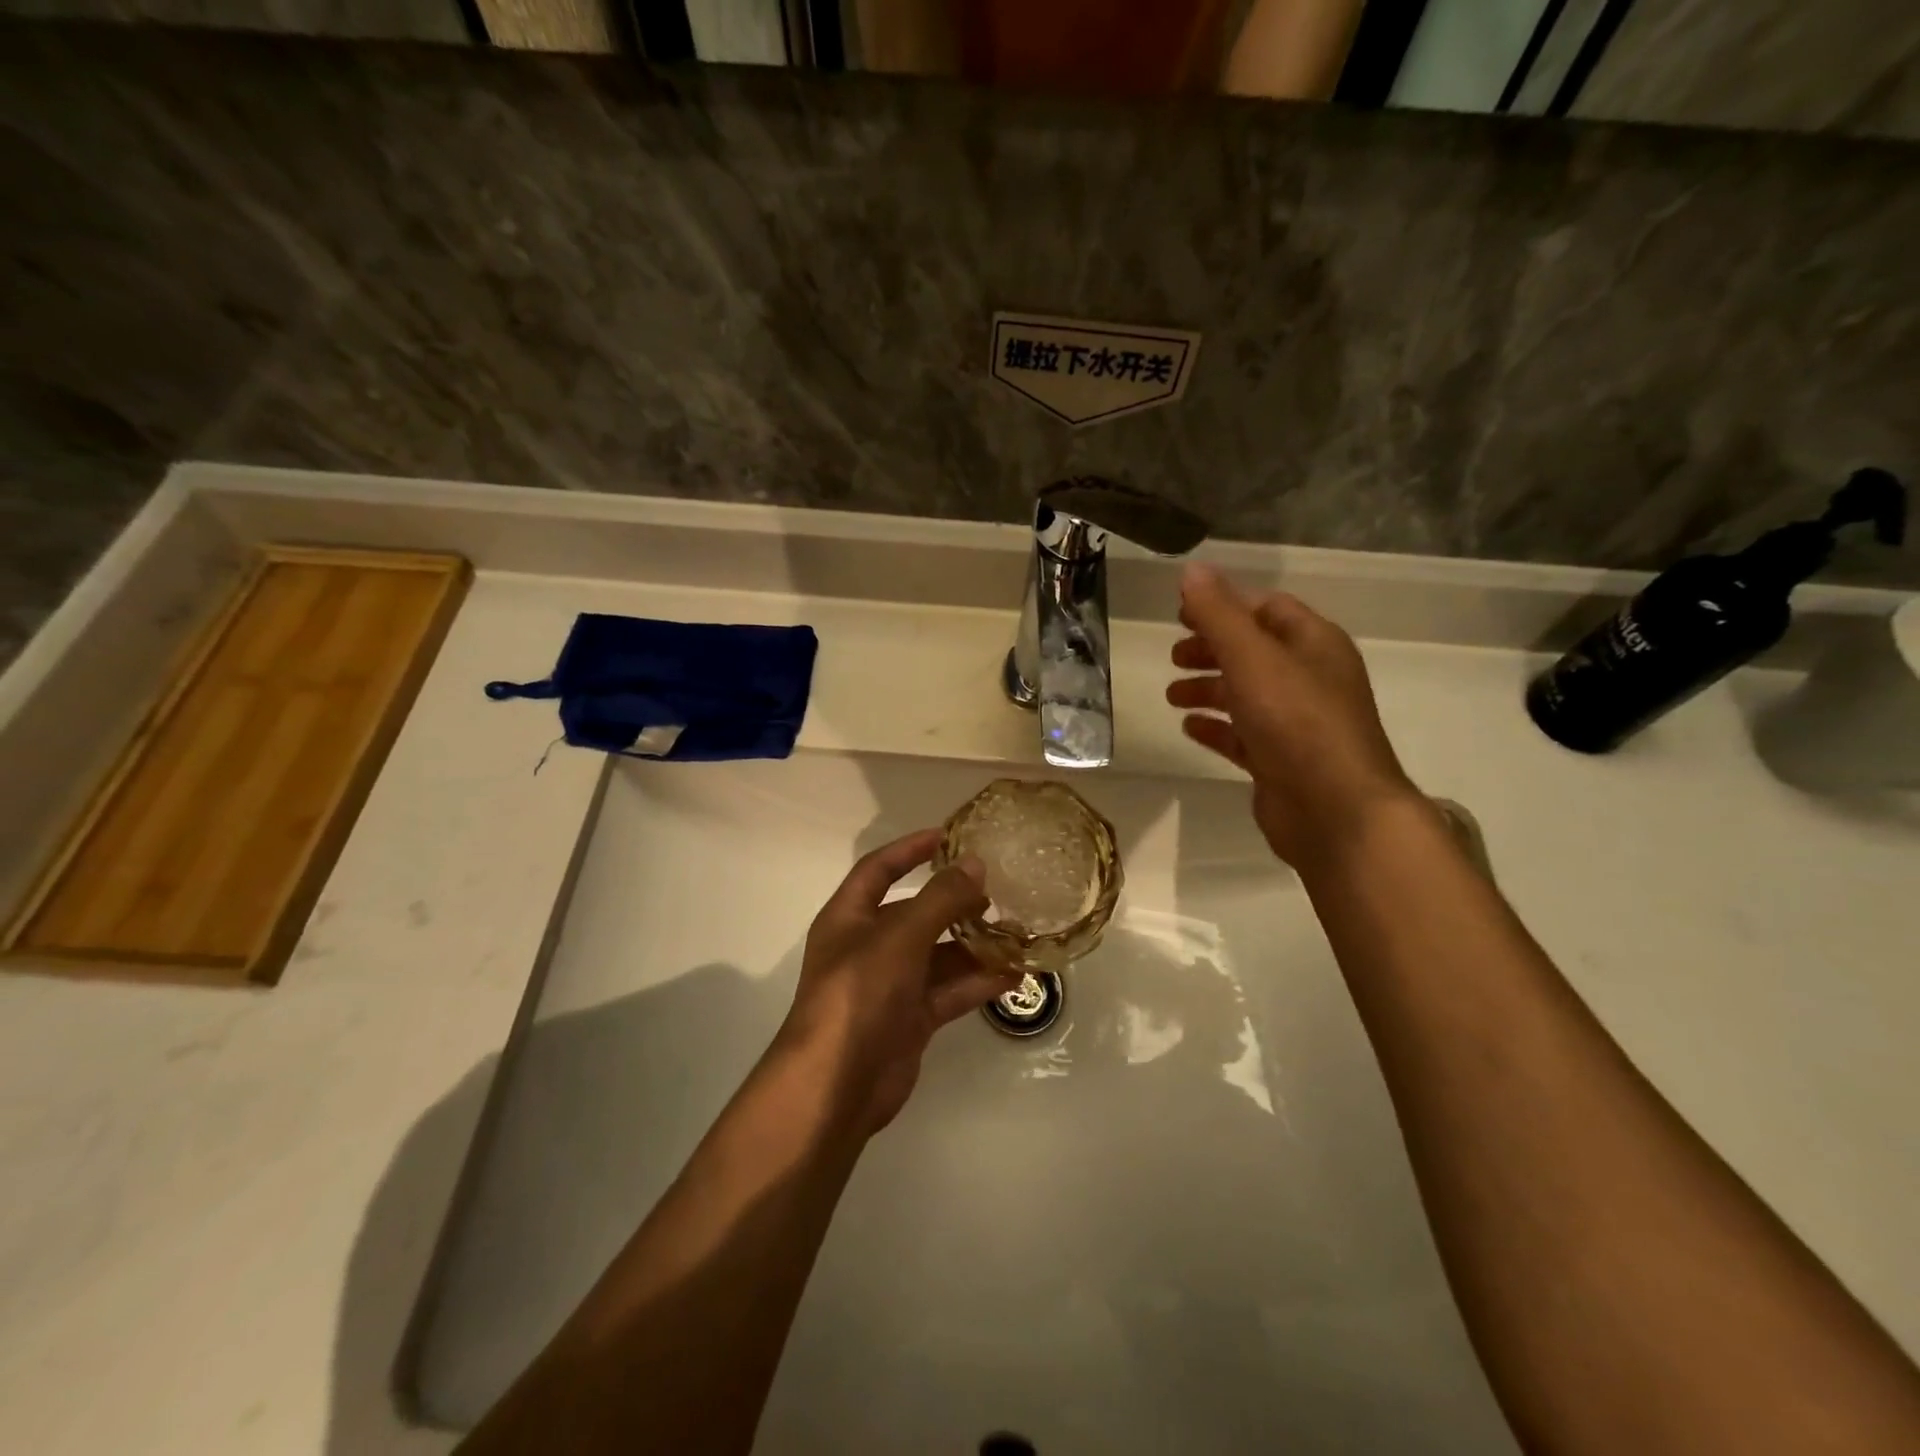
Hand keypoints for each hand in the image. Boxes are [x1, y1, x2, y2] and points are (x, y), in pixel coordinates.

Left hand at [778, 829, 1022, 1135]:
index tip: (947, 836)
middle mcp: (868, 947)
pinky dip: (977, 982)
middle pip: (915, 913)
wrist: (835, 1086)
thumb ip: (940, 899)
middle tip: (998, 891)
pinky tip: (1013, 974)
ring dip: (973, 945)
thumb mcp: (900, 937)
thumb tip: (975, 863)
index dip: (909, 850)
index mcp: (850, 918)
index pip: (878, 870)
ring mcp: (890, 985)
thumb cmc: (858, 995)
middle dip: (954, 902)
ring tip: (1017, 933)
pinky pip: (949, 991)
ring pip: (938, 955)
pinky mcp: (911, 1019)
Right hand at [1166, 562, 1419, 868]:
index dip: (1224, 605)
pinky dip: (1216, 727)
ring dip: (1208, 689)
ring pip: (1246, 694)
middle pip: (1254, 651)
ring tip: (1172, 695)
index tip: (1181, 613)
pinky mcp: (1281, 761)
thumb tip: (1191, 571)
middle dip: (1211, 649)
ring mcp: (1297, 724)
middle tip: (1173, 656)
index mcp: (1314, 644)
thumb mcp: (1253, 659)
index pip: (1267, 608)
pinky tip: (1188, 728)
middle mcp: (1309, 679)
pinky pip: (1243, 735)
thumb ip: (1218, 615)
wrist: (1336, 812)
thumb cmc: (1297, 724)